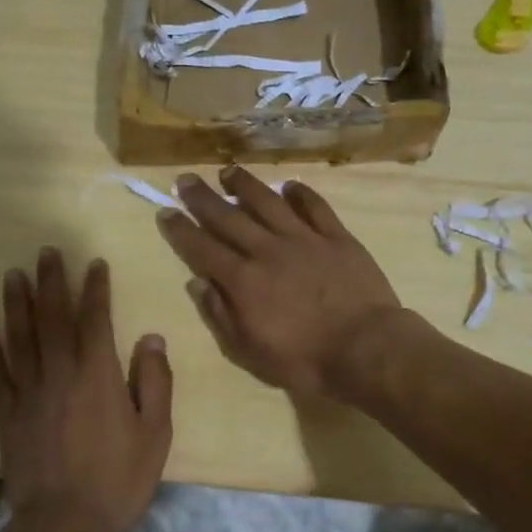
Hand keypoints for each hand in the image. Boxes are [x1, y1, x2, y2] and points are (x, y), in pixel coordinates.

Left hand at [0, 248, 172, 531]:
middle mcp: (60, 374)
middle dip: (51, 282)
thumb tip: (151, 339)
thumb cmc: (118, 479)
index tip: (94, 263)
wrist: (64, 526)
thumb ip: (154, 382)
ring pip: (20, 339)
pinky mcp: (7, 416)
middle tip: (46, 252)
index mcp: (98, 375)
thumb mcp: (155, 434)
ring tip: (13, 275)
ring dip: (17, 304)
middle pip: (53, 318)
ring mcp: (28, 393)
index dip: (95, 289)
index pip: (95, 319)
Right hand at [157, 167, 402, 400]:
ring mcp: (305, 240)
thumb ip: (221, 315)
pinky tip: (290, 186)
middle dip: (204, 198)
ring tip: (229, 171)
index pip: (203, 249)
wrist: (366, 349)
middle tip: (186, 179)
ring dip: (247, 185)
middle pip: (230, 217)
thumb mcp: (250, 351)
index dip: (181, 230)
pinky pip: (316, 208)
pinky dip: (301, 194)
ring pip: (269, 203)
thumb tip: (197, 282)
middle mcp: (268, 251)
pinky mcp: (337, 238)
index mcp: (244, 280)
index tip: (165, 211)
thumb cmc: (304, 360)